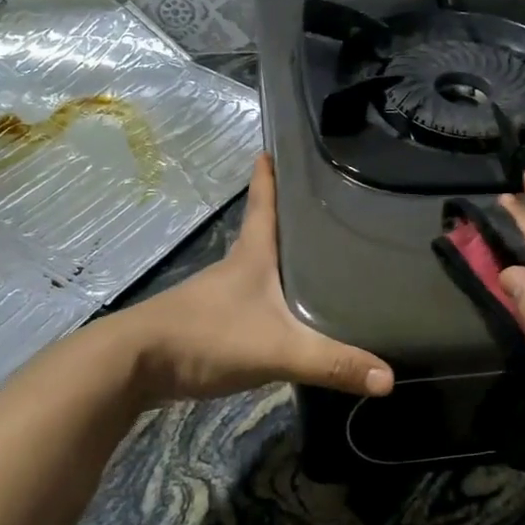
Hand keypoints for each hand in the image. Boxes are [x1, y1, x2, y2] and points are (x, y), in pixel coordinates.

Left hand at [117, 154, 394, 404]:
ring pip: (259, 271)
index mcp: (251, 257)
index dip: (269, 177)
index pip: (263, 205)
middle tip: (327, 208)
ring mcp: (220, 297)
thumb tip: (389, 379)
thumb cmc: (206, 337)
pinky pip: (252, 304)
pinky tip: (289, 316)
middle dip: (291, 219)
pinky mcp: (212, 325)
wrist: (135, 366)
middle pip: (266, 235)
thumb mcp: (276, 349)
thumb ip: (331, 363)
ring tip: (319, 261)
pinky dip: (271, 301)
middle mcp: (235, 269)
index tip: (273, 146)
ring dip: (282, 262)